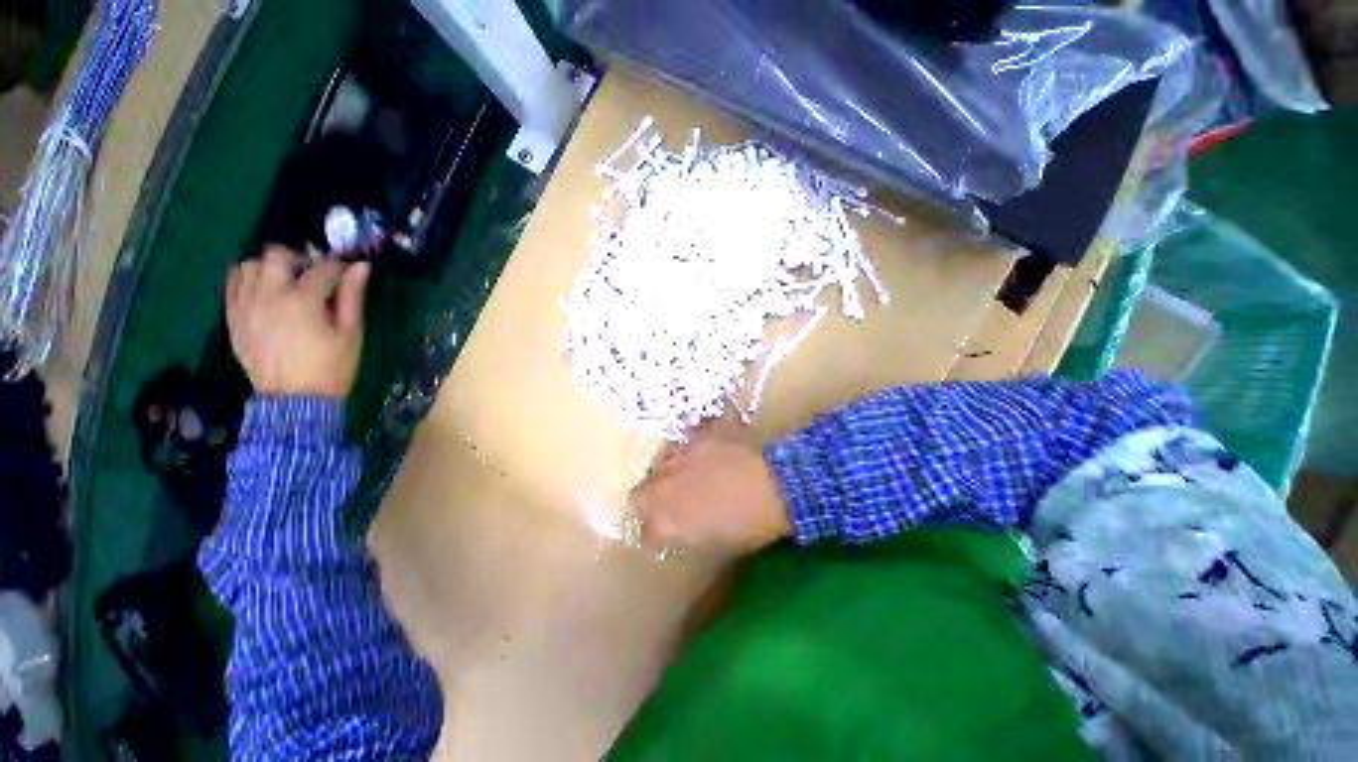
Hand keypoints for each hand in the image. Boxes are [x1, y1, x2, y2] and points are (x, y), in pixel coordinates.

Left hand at [225, 245, 369, 399]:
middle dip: (299, 259)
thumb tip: (361, 267)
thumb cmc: (331, 367)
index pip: (322, 268)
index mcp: (303, 300)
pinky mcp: (233, 316)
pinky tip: (264, 291)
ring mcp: (245, 304)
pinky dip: (249, 279)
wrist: (295, 400)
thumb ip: (353, 297)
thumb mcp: (351, 333)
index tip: (348, 274)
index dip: (338, 268)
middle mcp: (269, 295)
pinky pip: (233, 283)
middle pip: (277, 255)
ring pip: (250, 265)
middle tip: (313, 275)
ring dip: (270, 268)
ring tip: (286, 283)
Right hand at [631, 429, 792, 554]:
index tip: (664, 537)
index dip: (655, 536)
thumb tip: (676, 531)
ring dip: (664, 476)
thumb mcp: (713, 543)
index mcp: (666, 522)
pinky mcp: (694, 438)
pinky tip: (699, 458)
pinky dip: (685, 455)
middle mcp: (662, 487)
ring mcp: (677, 459)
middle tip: (668, 506)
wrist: (774, 485)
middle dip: (649, 503)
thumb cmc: (748, 526)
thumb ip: (685, 536)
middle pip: (639, 495)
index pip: (646, 533)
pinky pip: (681, 446)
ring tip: (682, 480)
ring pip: (657, 467)